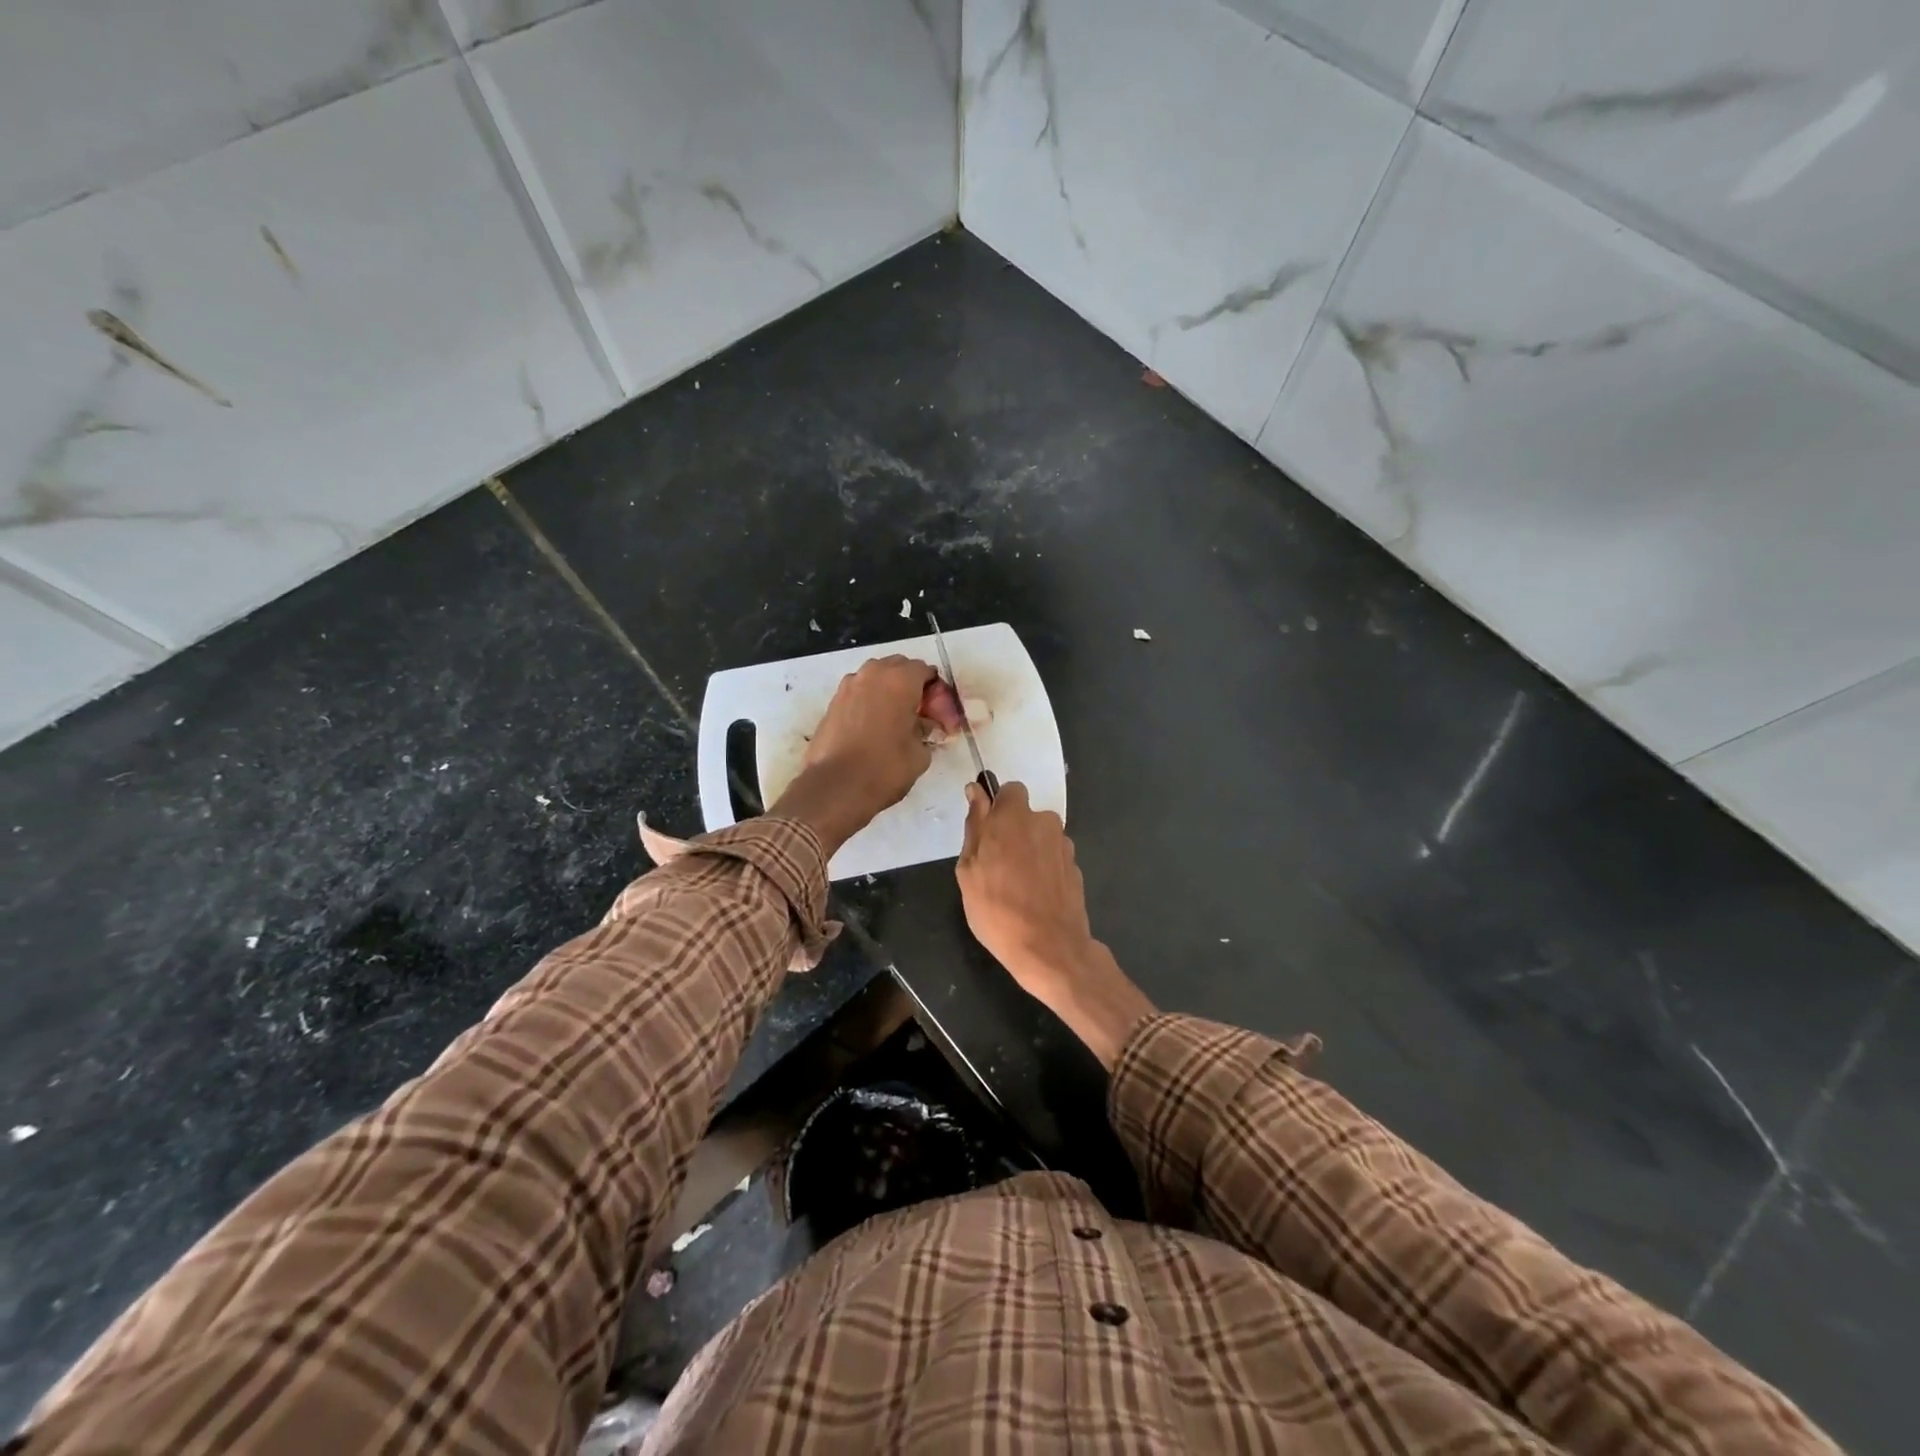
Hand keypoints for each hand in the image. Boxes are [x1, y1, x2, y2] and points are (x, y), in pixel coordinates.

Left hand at [770, 655, 939, 854]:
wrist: (835, 787)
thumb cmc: (885, 768)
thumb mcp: (920, 753)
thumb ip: (926, 731)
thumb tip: (923, 726)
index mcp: (900, 680)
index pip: (926, 671)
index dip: (936, 692)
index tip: (938, 715)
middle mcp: (873, 674)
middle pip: (899, 668)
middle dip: (911, 686)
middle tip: (919, 715)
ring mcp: (848, 686)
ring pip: (876, 678)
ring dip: (889, 691)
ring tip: (896, 721)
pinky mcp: (833, 702)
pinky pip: (859, 693)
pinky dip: (870, 702)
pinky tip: (873, 728)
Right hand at [956, 781, 1154, 1068]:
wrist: (1049, 948)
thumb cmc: (997, 909)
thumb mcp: (969, 870)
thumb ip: (975, 826)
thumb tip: (976, 793)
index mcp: (1014, 817)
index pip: (1009, 790)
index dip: (997, 807)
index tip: (987, 830)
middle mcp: (1044, 822)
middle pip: (1026, 815)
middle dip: (1013, 831)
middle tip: (996, 865)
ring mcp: (1064, 845)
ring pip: (1040, 837)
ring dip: (1029, 850)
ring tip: (1016, 885)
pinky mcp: (1076, 867)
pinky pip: (1053, 858)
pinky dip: (1044, 869)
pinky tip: (1035, 896)